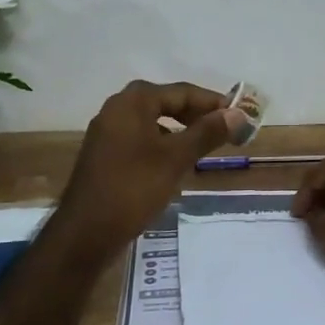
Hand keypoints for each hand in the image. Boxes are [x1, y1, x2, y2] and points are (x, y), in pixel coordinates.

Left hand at [56, 81, 233, 253]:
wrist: (86, 232)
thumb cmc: (133, 188)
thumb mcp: (176, 159)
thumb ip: (207, 133)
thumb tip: (238, 114)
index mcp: (132, 102)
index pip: (181, 91)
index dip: (212, 102)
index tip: (238, 115)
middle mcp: (117, 109)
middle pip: (165, 102)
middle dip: (196, 114)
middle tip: (224, 129)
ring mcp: (108, 133)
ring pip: (152, 121)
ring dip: (180, 129)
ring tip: (204, 146)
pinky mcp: (105, 155)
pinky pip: (141, 138)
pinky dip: (162, 144)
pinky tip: (176, 163)